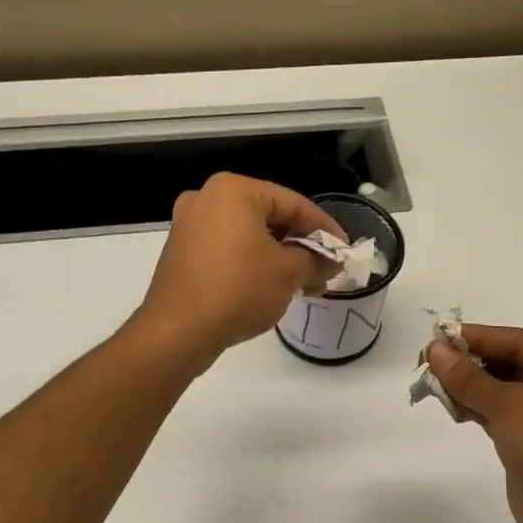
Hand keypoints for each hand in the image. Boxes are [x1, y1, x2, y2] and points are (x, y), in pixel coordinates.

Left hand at [133, 173, 343, 370]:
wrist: (177, 332)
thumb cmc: (238, 290)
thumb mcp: (288, 274)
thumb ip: (316, 260)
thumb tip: (332, 261)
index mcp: (234, 190)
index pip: (293, 204)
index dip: (325, 229)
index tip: (345, 251)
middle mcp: (207, 198)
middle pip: (270, 217)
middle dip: (301, 245)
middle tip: (326, 269)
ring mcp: (190, 225)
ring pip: (248, 235)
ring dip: (279, 257)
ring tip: (304, 284)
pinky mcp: (182, 252)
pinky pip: (228, 250)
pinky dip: (252, 264)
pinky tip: (271, 287)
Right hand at [428, 325, 522, 522]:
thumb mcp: (510, 406)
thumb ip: (469, 378)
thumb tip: (434, 349)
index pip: (519, 341)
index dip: (478, 337)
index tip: (438, 338)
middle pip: (509, 363)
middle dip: (470, 363)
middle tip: (429, 362)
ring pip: (500, 390)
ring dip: (469, 386)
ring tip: (432, 384)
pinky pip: (498, 415)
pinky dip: (475, 408)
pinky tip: (450, 407)